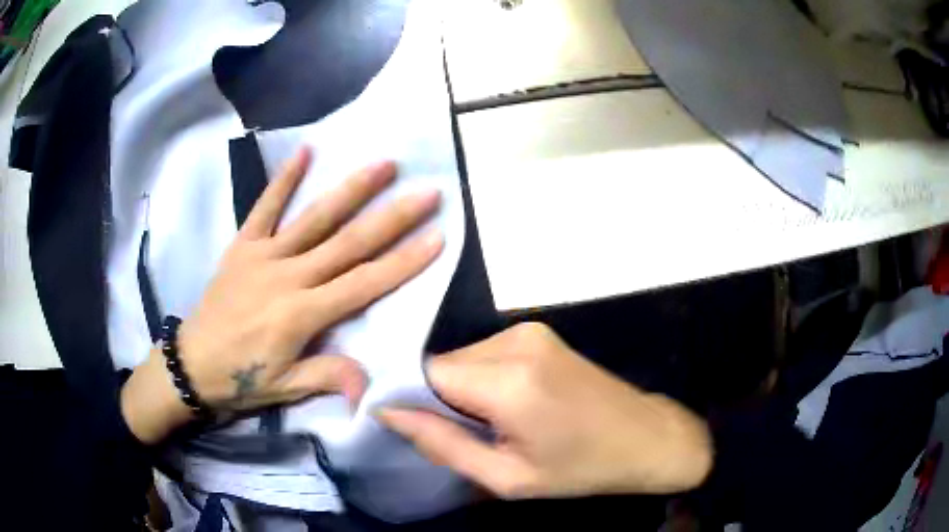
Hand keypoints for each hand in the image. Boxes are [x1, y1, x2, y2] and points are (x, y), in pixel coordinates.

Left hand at [122, 148, 443, 443]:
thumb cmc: (241, 380)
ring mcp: (263, 256)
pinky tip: (305, 151)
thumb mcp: (285, 388)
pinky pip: (264, 208)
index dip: (402, 262)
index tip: (437, 237)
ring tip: (384, 164)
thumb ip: (326, 376)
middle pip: (348, 244)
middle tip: (427, 192)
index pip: (363, 284)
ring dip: (351, 189)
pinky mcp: (242, 246)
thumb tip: (369, 385)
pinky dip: (284, 180)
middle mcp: (287, 277)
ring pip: (314, 218)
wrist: (190, 364)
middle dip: (392, 217)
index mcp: (300, 315)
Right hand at [378, 323, 712, 498]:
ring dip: (462, 389)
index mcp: (509, 382)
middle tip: (465, 435)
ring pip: (463, 356)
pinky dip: (483, 377)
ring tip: (493, 423)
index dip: (411, 398)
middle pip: (443, 363)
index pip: (425, 373)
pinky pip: (486, 352)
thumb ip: (442, 444)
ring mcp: (530, 330)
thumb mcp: (507, 476)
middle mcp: (515, 341)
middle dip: (439, 398)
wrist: (644, 437)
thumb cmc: (580, 468)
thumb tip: (387, 412)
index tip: (419, 428)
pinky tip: (510, 404)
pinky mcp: (539, 330)